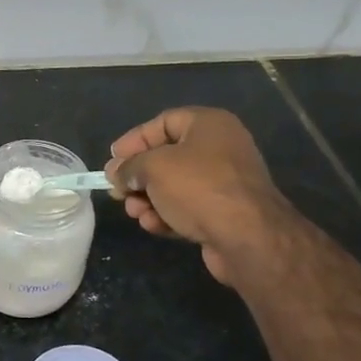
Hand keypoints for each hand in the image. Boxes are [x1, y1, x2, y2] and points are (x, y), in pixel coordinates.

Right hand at [104, 108, 292, 287]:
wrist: (248, 237)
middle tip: (118, 192)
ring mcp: (224, 182)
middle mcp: (219, 148)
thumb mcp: (154, 168)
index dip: (134, 140)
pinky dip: (167, 214)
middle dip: (138, 177)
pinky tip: (153, 226)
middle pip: (166, 157)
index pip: (162, 123)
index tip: (112, 160)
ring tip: (134, 213)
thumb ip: (130, 167)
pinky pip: (187, 207)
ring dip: (149, 200)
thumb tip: (118, 173)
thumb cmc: (198, 188)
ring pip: (174, 186)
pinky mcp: (224, 212)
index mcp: (208, 125)